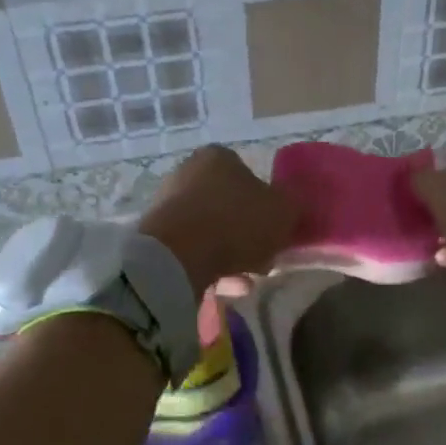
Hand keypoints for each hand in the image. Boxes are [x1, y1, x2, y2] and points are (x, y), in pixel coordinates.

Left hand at [139, 146, 297, 295]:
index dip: (266, 206)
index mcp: (218, 157)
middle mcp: (188, 173)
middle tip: (263, 259)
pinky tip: (226, 288)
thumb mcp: (283, 212)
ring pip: (211, 231)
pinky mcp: (155, 236)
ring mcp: (168, 204)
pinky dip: (209, 267)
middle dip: (247, 235)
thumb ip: (290, 206)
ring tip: (246, 282)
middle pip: (229, 206)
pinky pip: (192, 251)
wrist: (178, 256)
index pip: (248, 176)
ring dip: (231, 256)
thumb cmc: (237, 223)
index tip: (274, 231)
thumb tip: (287, 208)